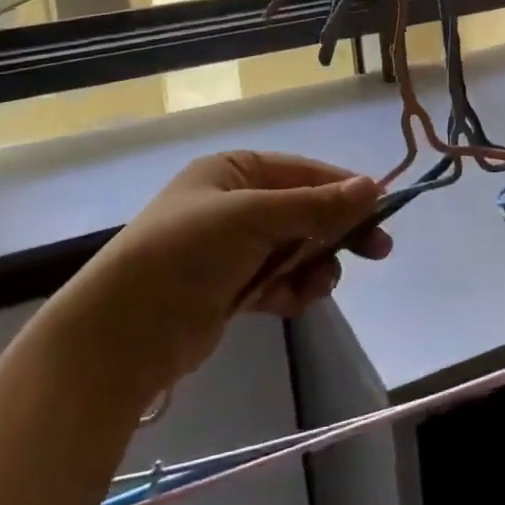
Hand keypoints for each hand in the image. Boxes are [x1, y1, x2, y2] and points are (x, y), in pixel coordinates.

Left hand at [45, 152, 389, 397]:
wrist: (122, 334)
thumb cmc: (187, 253)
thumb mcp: (255, 217)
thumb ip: (316, 205)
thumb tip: (374, 187)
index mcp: (234, 171)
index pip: (304, 172)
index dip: (344, 190)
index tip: (382, 210)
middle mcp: (234, 203)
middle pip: (305, 211)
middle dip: (336, 232)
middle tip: (379, 251)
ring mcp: (232, 248)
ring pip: (297, 249)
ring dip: (314, 266)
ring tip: (316, 287)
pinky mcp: (231, 289)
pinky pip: (279, 281)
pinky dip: (292, 290)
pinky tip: (293, 302)